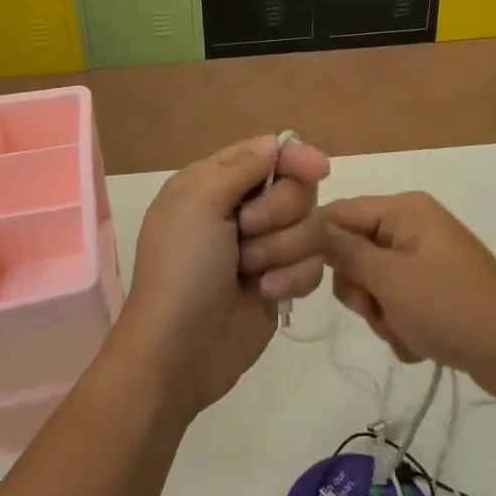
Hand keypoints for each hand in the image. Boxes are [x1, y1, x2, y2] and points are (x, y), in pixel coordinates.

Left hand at [113, 136, 330, 417]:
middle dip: (278, 211)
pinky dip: (292, 277)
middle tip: (246, 231)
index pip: (266, 153)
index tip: (317, 169)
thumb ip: (241, 168)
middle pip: (295, 188)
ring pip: (310, 226)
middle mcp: (241, 209)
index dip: (293, 157)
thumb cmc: (181, 271)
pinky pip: (313, 264)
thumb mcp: (199, 205)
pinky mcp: (282, 281)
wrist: (178, 354)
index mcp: (213, 183)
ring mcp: (263, 247)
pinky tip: (267, 294)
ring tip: (250, 272)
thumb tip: (276, 142)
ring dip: (281, 249)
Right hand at [320, 192, 495, 399]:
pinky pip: (397, 301)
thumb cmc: (449, 305)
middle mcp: (412, 226)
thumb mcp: (389, 278)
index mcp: (403, 210)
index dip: (310, 242)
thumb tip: (310, 227)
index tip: (284, 273)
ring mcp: (425, 258)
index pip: (338, 214)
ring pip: (373, 282)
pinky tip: (420, 342)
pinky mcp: (435, 289)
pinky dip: (400, 324)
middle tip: (377, 309)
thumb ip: (344, 252)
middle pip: (354, 251)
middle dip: (360, 289)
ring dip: (380, 313)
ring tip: (405, 330)